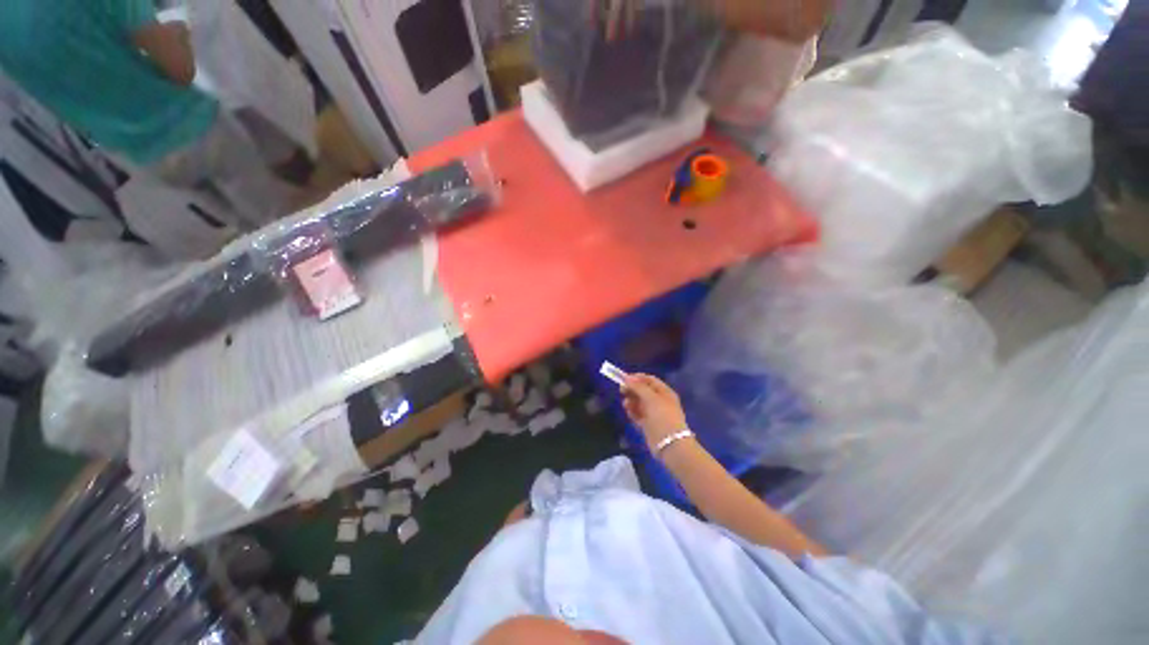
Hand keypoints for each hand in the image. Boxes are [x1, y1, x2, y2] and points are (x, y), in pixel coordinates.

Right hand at [621, 374, 688, 450]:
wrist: (670, 444)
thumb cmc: (662, 416)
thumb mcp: (651, 398)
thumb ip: (638, 387)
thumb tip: (627, 378)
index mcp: (664, 392)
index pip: (650, 380)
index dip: (637, 378)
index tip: (624, 378)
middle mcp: (659, 401)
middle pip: (643, 391)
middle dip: (632, 389)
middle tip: (621, 390)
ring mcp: (654, 414)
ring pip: (639, 403)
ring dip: (631, 400)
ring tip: (625, 403)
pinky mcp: (648, 425)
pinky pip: (638, 415)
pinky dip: (632, 411)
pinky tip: (627, 410)